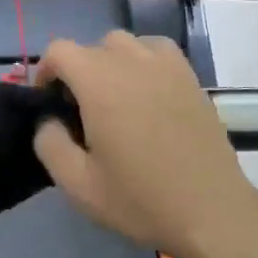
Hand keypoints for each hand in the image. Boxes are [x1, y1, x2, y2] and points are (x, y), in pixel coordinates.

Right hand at [33, 31, 257, 257]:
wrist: (212, 213)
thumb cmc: (141, 199)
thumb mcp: (77, 184)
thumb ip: (49, 143)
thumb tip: (48, 120)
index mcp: (99, 82)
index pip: (59, 51)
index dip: (45, 73)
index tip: (49, 105)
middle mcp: (131, 61)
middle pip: (91, 46)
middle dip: (77, 72)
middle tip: (81, 113)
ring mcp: (166, 65)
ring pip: (124, 44)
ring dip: (110, 63)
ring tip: (115, 100)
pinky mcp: (190, 77)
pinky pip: (157, 51)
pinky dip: (143, 61)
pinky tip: (147, 93)